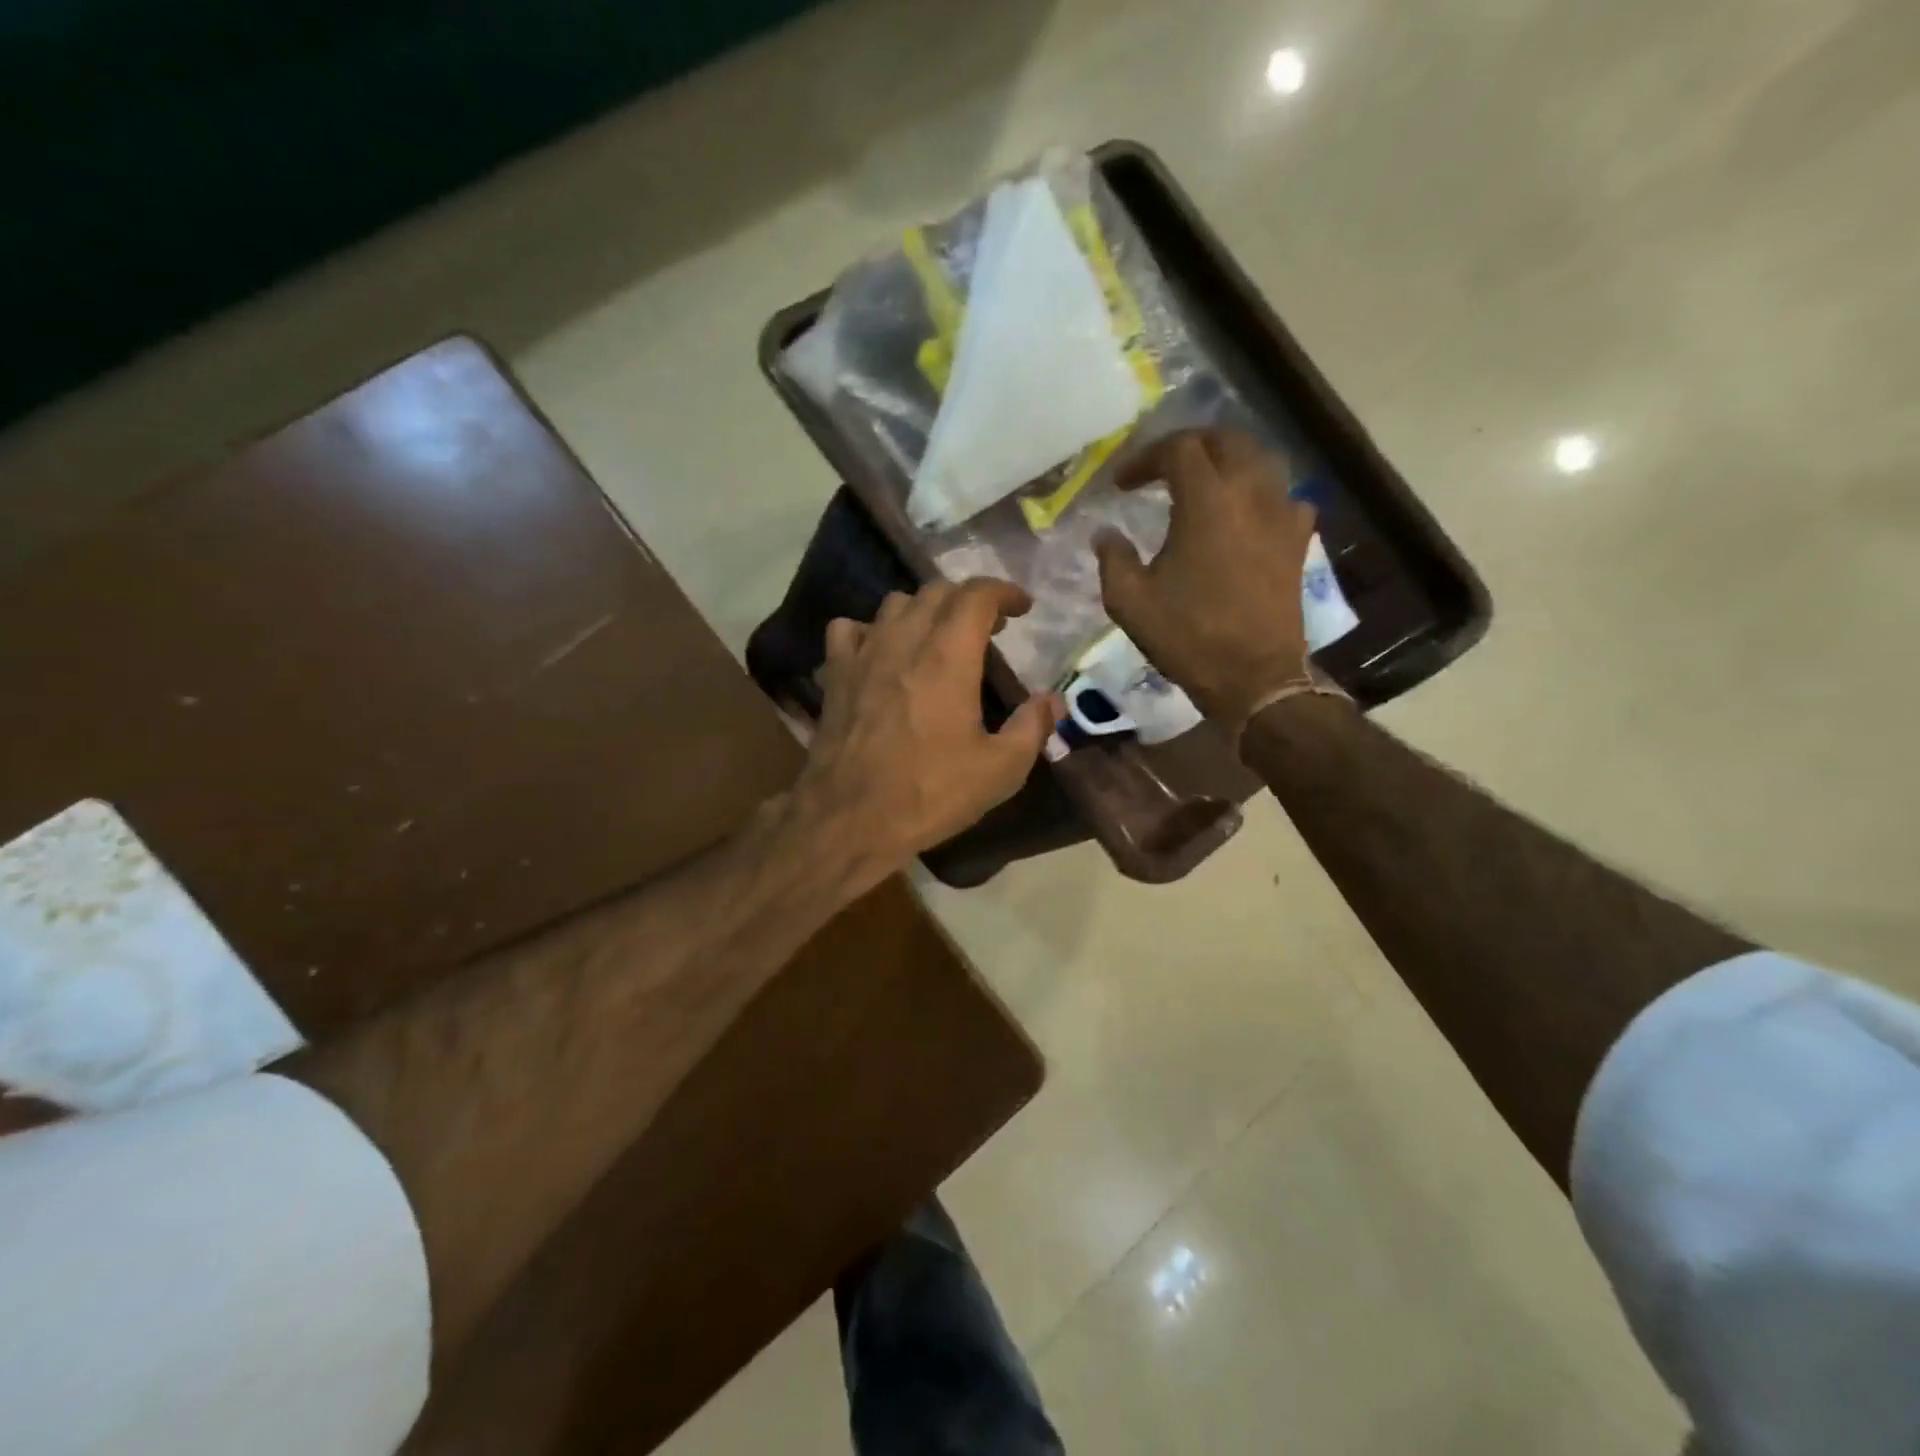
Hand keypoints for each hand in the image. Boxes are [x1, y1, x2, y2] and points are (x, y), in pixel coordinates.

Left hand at [792, 579, 1061, 879]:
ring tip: (939, 637)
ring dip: (924, 610)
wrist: (850, 818)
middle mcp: (904, 640)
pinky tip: (881, 653)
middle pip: (937, 592)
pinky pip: (850, 630)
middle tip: (990, 627)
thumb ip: (1032, 727)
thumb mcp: (1000, 770)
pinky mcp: (836, 674)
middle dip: (969, 600)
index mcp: (948, 656)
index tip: (1023, 607)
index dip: (1004, 592)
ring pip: (894, 604)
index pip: (977, 595)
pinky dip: (872, 630)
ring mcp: (864, 654)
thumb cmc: (930, 793)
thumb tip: (1052, 701)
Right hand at [1094, 429, 1317, 727]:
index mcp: (1206, 502)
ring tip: (1203, 483)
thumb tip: (1105, 533)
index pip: (1179, 449)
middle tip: (1164, 467)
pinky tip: (1244, 515)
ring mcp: (1282, 515)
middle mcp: (1251, 494)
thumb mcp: (1130, 601)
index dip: (1146, 458)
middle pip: (1228, 440)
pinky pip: (1284, 496)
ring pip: (1261, 461)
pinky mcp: (1298, 541)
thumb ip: (1113, 559)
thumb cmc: (1187, 636)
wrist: (1254, 676)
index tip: (1123, 484)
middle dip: (1192, 445)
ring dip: (1228, 461)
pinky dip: (1260, 494)